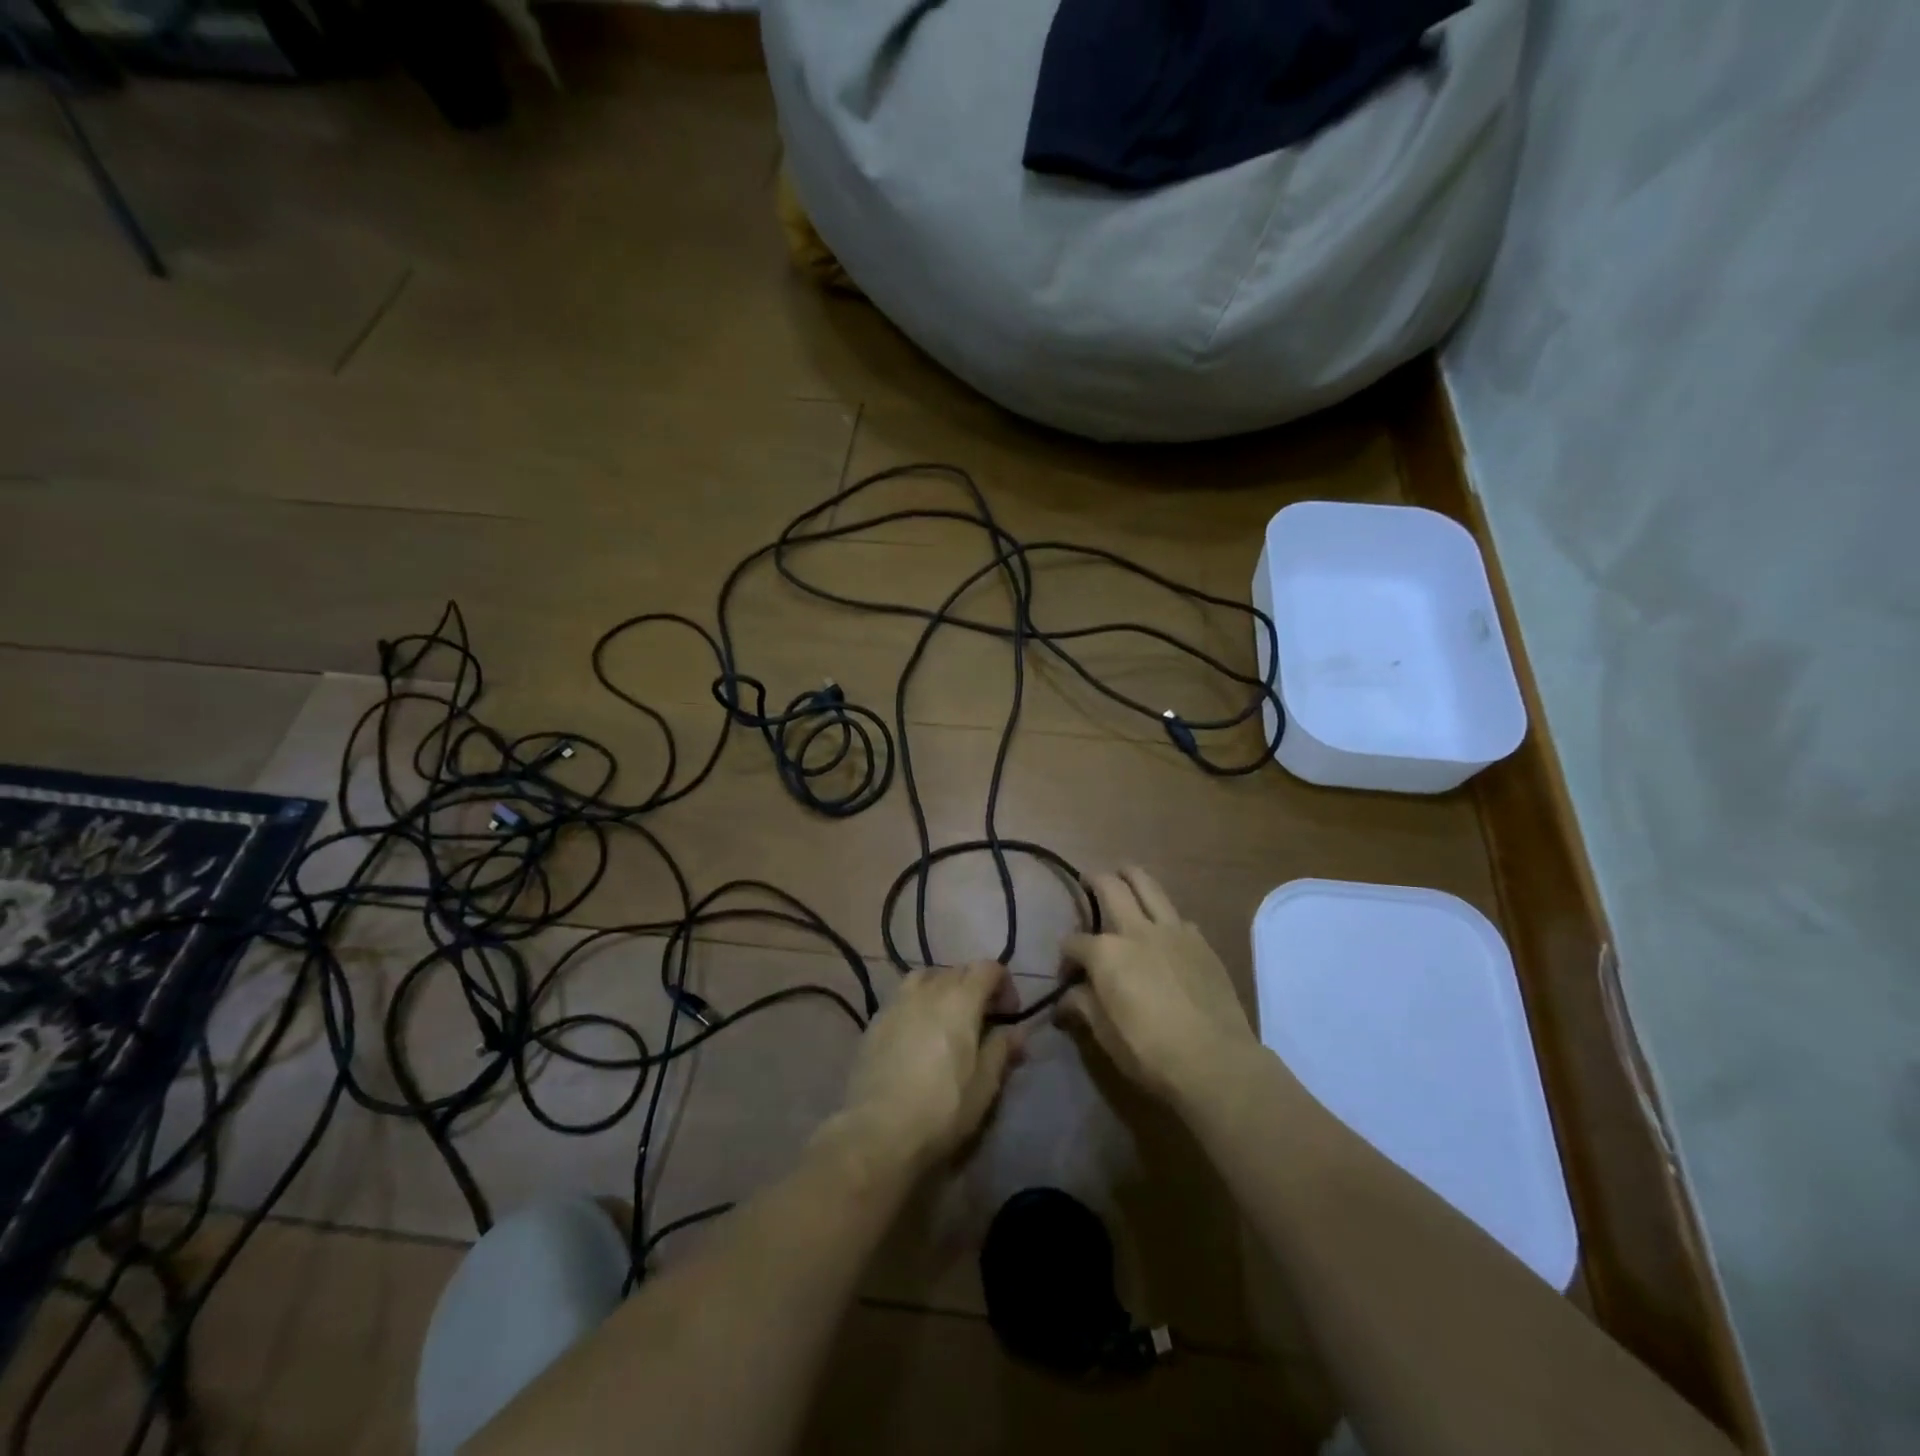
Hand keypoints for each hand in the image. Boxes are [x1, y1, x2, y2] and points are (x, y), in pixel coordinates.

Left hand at [838, 961, 1022, 1173]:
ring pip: (926, 977)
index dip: (1004, 984)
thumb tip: (1017, 1031)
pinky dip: (918, 1004)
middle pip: (958, 971)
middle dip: (976, 988)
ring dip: (944, 990)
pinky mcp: (875, 1020)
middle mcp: (928, 989)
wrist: (877, 1130)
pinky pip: (903, 997)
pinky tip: (918, 1034)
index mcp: (960, 1000)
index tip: (1009, 1015)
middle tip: (983, 1022)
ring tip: (948, 1021)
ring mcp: (897, 1001)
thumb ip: (1001, 1050)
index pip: (988, 968)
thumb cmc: (942, 1109)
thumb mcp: (984, 1085)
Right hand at [1058, 868, 1256, 1104]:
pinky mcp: (1200, 941)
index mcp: (1106, 953)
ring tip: (1123, 873)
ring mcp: (1172, 931)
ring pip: (1148, 886)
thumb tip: (1066, 998)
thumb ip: (1083, 1007)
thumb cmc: (1150, 1051)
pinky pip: (1177, 916)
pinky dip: (1164, 914)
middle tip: (1089, 880)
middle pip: (1110, 888)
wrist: (1216, 1061)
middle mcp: (1136, 930)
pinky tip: (1164, 928)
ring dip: (1131, 875)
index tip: (1067, 974)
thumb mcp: (1105, 1035)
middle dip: (1095, 880)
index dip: (1066, 956)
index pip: (1074, 942)